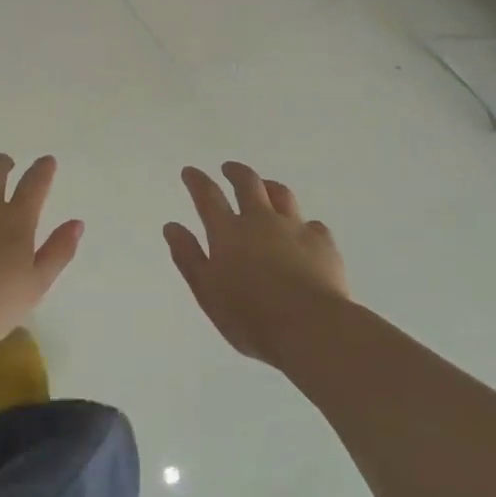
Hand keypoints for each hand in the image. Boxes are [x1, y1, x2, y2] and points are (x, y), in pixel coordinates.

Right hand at [164, 163, 348, 366]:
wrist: (311, 328)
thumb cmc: (250, 317)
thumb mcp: (207, 292)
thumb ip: (189, 257)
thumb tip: (172, 227)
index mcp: (228, 233)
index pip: (208, 197)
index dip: (197, 181)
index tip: (190, 171)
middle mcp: (261, 221)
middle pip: (248, 184)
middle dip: (236, 172)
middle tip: (229, 168)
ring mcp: (294, 228)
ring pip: (282, 195)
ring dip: (270, 186)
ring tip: (266, 187)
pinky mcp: (323, 243)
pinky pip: (312, 224)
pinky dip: (303, 224)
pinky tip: (304, 232)